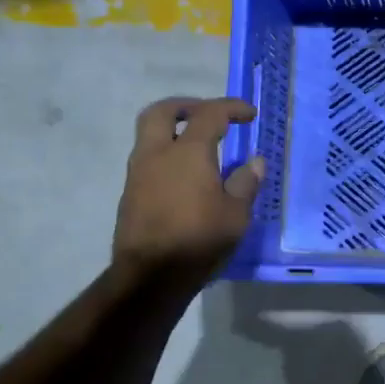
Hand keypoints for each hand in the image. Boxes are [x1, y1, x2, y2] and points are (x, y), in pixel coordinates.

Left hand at [114, 97, 264, 278]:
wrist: (150, 277)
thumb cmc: (199, 240)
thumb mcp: (236, 214)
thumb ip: (245, 183)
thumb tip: (254, 162)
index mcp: (187, 152)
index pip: (209, 114)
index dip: (231, 108)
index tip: (248, 114)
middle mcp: (157, 154)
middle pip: (162, 111)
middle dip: (187, 106)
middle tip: (208, 114)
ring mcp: (138, 174)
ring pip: (150, 135)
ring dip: (173, 132)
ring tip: (200, 148)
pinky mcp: (130, 195)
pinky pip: (148, 161)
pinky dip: (167, 156)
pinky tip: (186, 178)